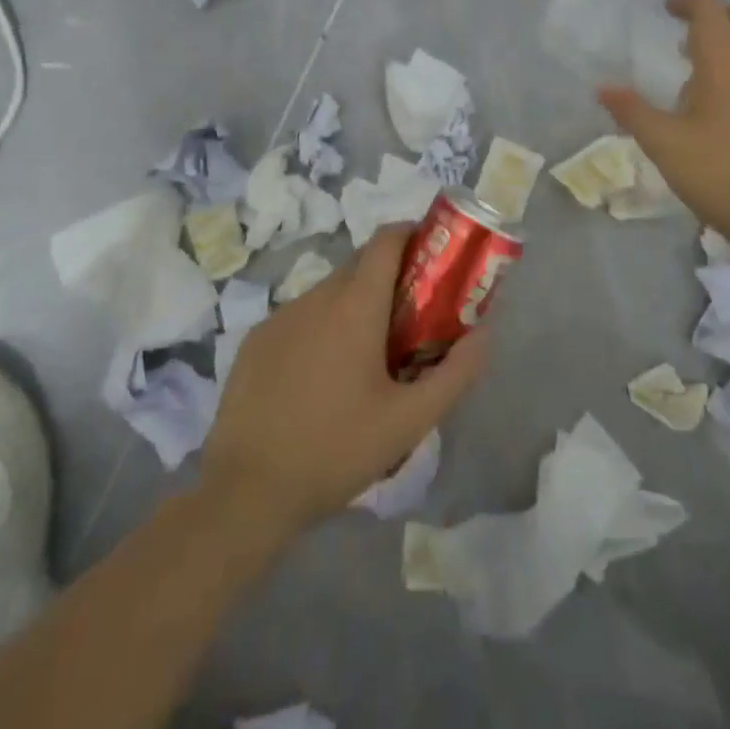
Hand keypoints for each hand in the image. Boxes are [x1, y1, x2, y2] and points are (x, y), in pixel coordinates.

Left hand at [200, 227, 486, 536]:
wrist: (245, 493)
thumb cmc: (335, 450)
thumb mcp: (409, 421)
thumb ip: (456, 373)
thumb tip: (484, 333)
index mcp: (355, 305)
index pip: (387, 239)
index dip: (413, 235)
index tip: (434, 256)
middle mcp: (316, 297)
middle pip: (361, 263)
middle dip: (390, 275)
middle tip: (411, 314)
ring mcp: (280, 317)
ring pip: (329, 291)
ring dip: (355, 304)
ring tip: (368, 354)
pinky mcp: (255, 341)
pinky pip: (300, 316)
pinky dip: (321, 327)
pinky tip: (322, 376)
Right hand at [599, 0, 729, 266]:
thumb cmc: (725, 177)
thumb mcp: (667, 147)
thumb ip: (633, 113)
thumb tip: (603, 88)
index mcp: (727, 64)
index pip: (710, 9)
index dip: (686, 2)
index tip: (666, 11)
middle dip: (714, 16)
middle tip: (684, 40)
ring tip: (701, 84)